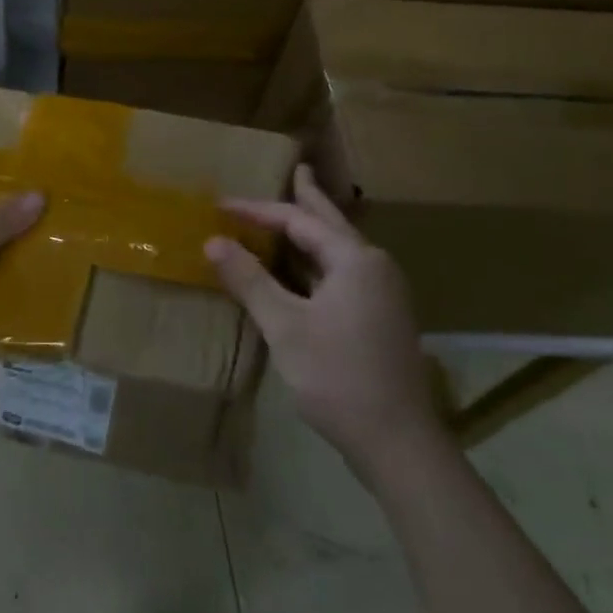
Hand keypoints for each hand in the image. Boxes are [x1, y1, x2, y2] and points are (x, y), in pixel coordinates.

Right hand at [205, 165, 443, 482]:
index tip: (222, 205)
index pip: (299, 220)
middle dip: (309, 197)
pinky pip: (343, 271)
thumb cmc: (338, 376)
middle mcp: (375, 266)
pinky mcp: (382, 317)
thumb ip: (250, 280)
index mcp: (355, 259)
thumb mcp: (285, 326)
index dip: (258, 210)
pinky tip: (306, 266)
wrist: (399, 444)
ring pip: (340, 248)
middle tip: (296, 168)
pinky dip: (319, 258)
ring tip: (297, 207)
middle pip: (331, 222)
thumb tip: (213, 242)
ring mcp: (384, 293)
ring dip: (314, 228)